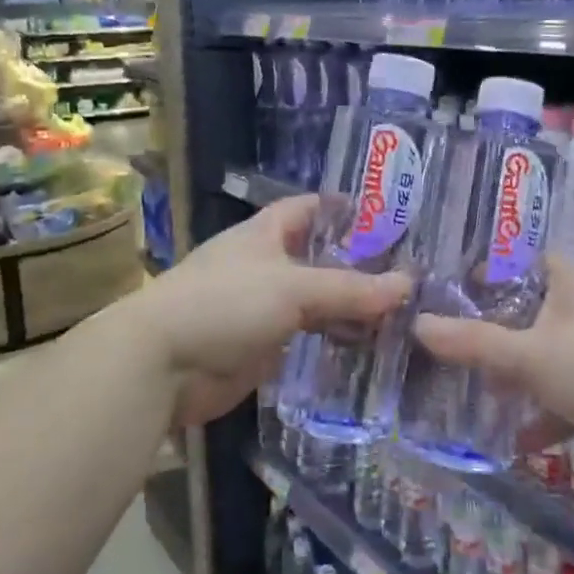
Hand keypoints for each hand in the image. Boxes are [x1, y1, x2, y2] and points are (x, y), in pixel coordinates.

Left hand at [130, 195, 409, 426]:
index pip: (309, 208)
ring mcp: (263, 308)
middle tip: (412, 272)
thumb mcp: (292, 288)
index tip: (390, 217)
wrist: (161, 365)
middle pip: (319, 257)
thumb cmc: (224, 304)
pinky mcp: (264, 347)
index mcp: (265, 234)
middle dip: (359, 264)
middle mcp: (266, 265)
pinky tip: (371, 347)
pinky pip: (309, 339)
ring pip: (317, 301)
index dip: (345, 208)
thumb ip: (350, 289)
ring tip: (403, 312)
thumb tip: (408, 285)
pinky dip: (336, 340)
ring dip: (351, 307)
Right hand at [412, 255, 573, 472]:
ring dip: (512, 377)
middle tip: (440, 344)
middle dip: (486, 332)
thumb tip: (418, 323)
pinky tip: (513, 440)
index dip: (478, 268)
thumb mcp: (532, 356)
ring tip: (466, 392)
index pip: (516, 258)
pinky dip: (542, 414)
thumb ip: (474, 343)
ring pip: (543, 356)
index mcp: (568, 281)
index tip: (438, 286)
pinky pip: (565, 395)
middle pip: (524, 311)